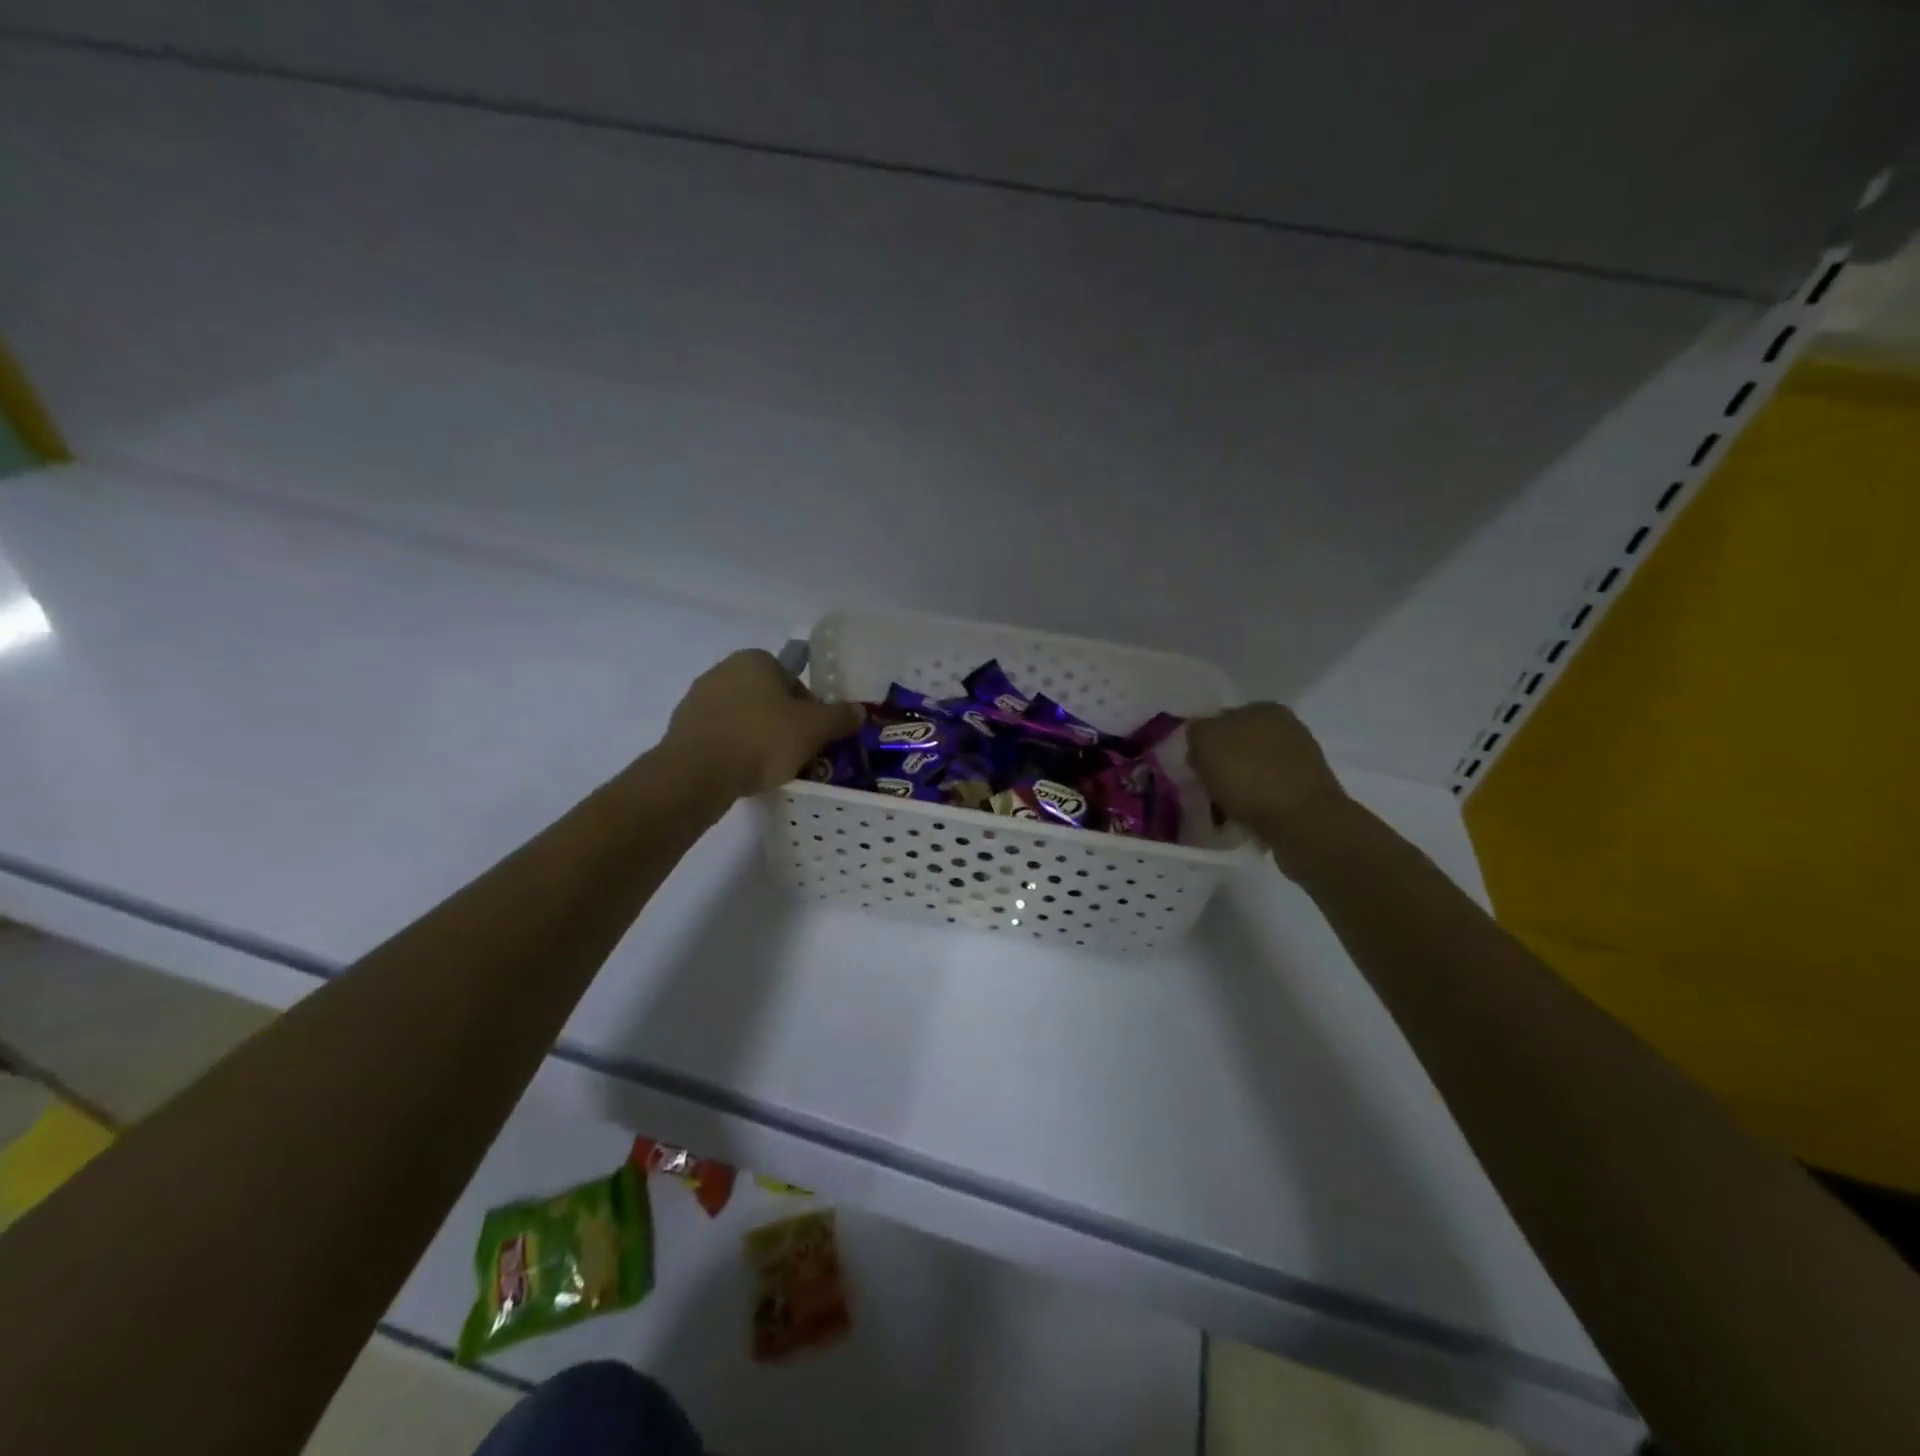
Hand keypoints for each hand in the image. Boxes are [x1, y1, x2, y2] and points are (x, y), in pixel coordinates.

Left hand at [663, 650, 860, 798]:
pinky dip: (735, 750)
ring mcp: (697, 699)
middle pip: (768, 698)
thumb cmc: (762, 739)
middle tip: (797, 753)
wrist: (698, 773)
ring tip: (771, 768)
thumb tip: (859, 711)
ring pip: (743, 718)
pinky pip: (721, 736)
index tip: (814, 734)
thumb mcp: (814, 729)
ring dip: (759, 737)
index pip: (793, 679)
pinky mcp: (682, 728)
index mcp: (755, 659)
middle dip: (784, 723)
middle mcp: (723, 670)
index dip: (809, 707)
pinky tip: (743, 773)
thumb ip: (840, 717)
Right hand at [1188, 704, 1352, 865]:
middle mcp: (1286, 728)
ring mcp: (1299, 760)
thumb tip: (1198, 738)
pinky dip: (1252, 804)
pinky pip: (1266, 793)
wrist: (1302, 823)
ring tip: (1220, 809)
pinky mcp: (1306, 791)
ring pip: (1251, 770)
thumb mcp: (1206, 742)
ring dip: (1235, 786)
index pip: (1219, 719)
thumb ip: (1196, 731)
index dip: (1200, 742)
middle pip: (1236, 745)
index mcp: (1263, 708)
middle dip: (1219, 765)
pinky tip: (1242, 818)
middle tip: (1202, 788)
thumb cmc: (1250, 776)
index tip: (1191, 766)